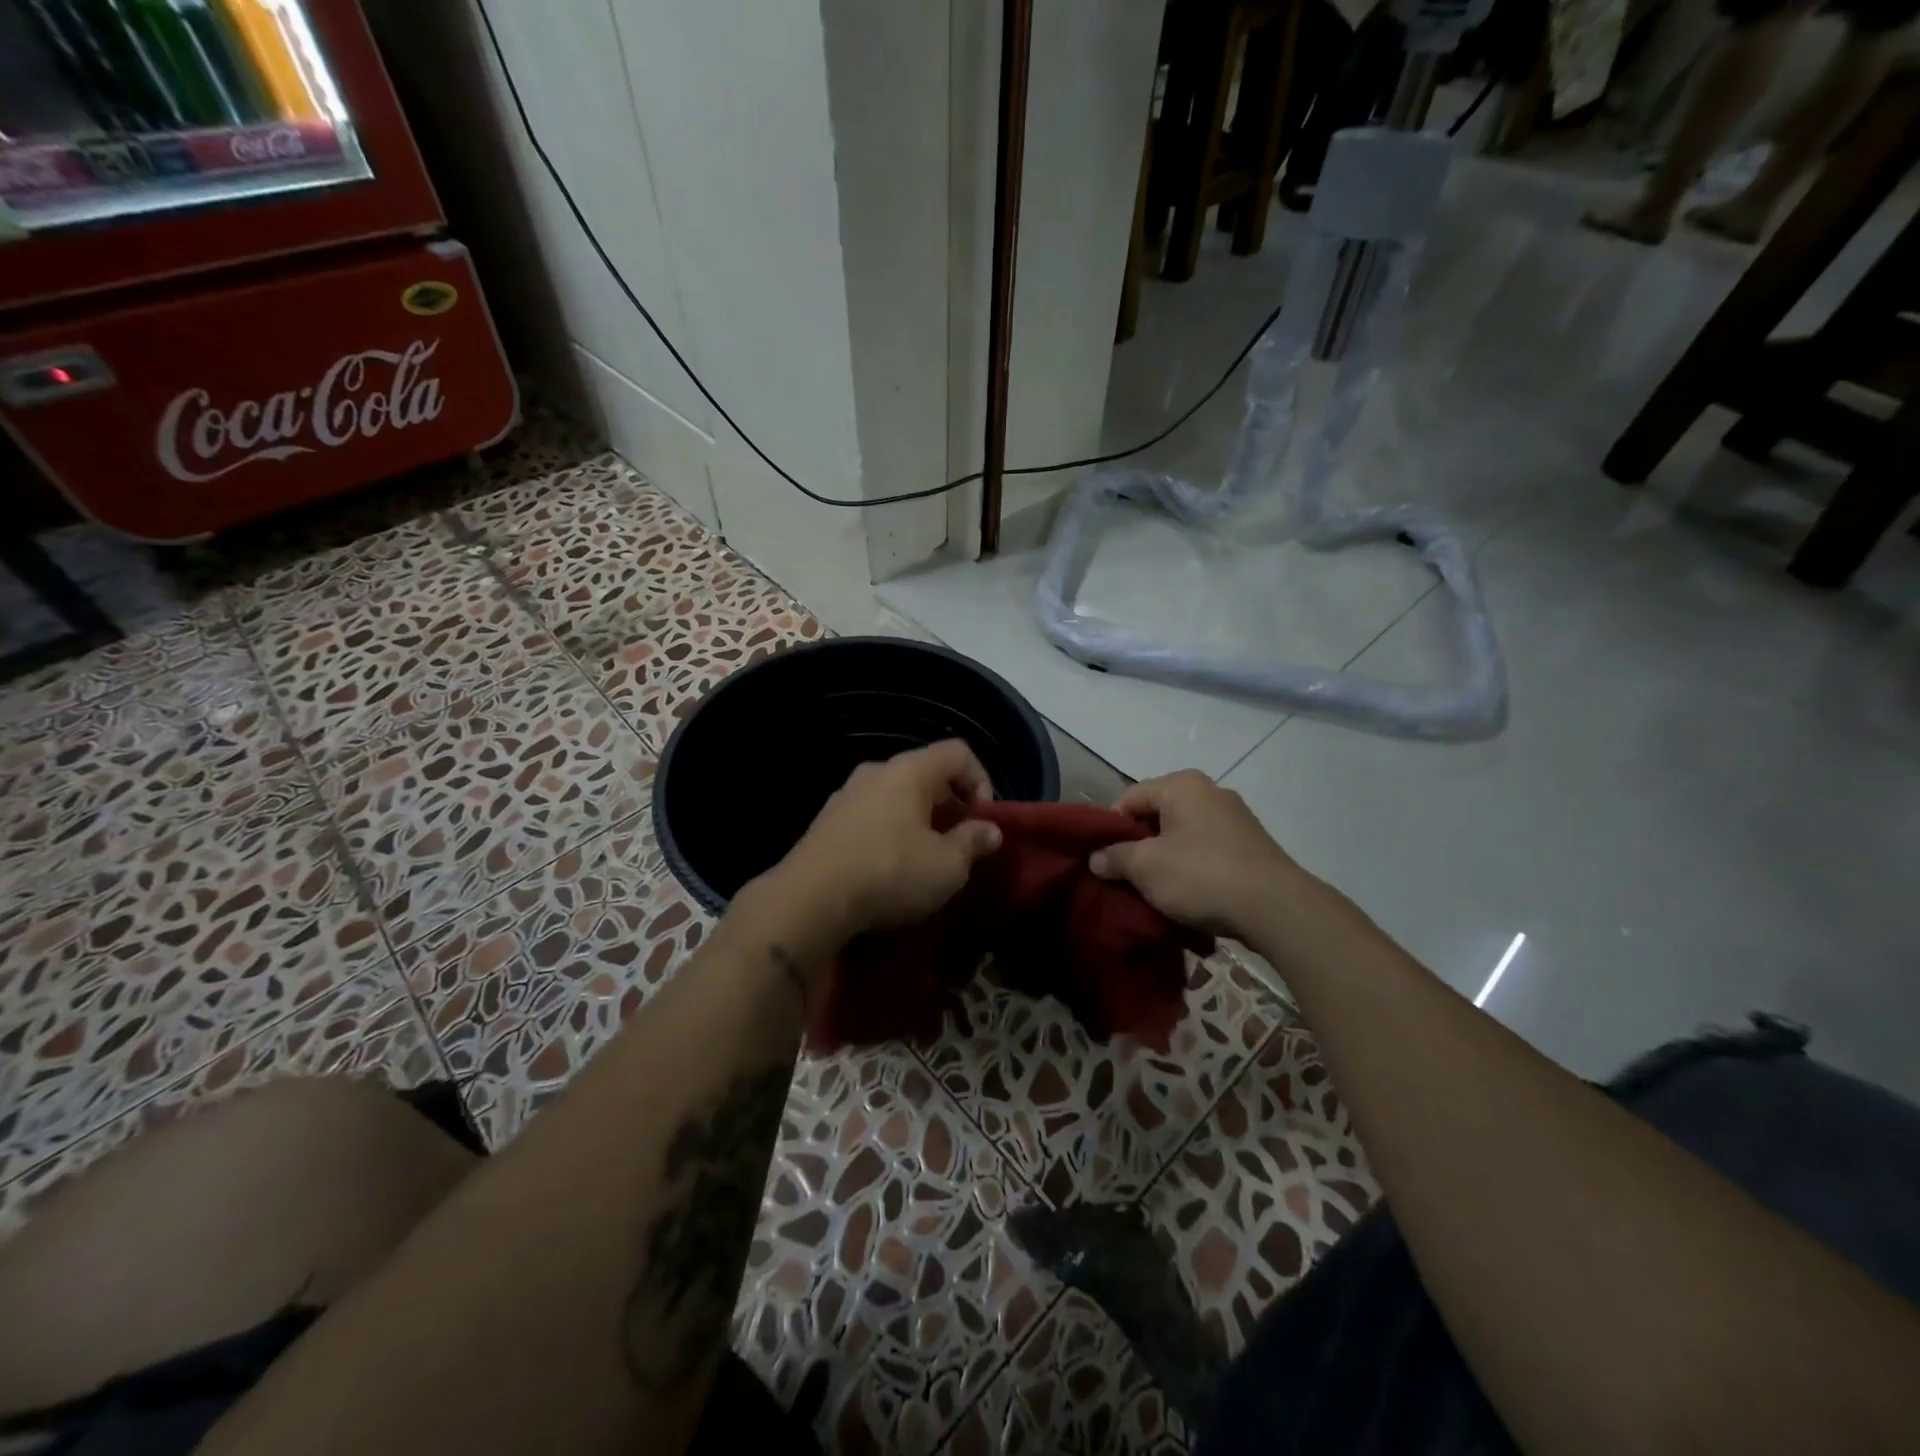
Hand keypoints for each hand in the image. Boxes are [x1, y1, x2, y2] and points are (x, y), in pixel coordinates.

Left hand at [771, 740, 1002, 941]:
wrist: (809, 900)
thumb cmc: (890, 873)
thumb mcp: (947, 866)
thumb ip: (973, 843)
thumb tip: (990, 830)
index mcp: (910, 770)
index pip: (959, 752)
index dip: (982, 781)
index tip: (982, 821)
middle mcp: (876, 772)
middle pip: (927, 774)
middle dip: (951, 807)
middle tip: (959, 845)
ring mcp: (846, 795)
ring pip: (897, 797)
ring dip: (920, 822)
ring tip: (926, 861)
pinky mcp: (826, 822)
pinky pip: (872, 816)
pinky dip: (890, 833)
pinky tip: (890, 869)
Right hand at [1088, 770, 1305, 938]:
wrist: (1276, 908)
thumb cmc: (1202, 876)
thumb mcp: (1146, 868)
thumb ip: (1115, 858)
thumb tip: (1096, 858)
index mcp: (1181, 785)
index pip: (1129, 797)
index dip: (1110, 829)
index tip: (1104, 861)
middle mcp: (1210, 790)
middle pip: (1156, 814)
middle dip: (1138, 844)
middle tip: (1126, 876)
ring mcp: (1235, 816)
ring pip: (1182, 833)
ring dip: (1165, 858)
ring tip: (1156, 888)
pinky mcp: (1251, 843)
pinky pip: (1206, 848)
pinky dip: (1192, 865)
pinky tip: (1188, 892)